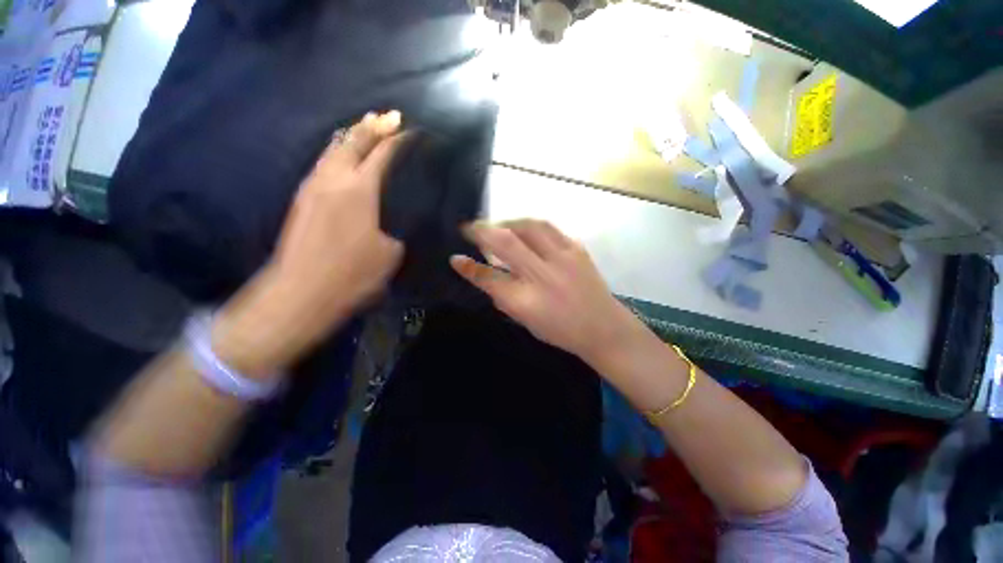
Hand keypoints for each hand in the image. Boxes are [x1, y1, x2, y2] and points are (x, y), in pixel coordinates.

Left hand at [271, 111, 406, 313]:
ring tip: (367, 127)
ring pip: (333, 148)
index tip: (411, 131)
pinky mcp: (302, 198)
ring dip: (352, 135)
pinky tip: (344, 156)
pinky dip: (338, 151)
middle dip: (373, 125)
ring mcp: (312, 187)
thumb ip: (395, 226)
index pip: (382, 154)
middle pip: (353, 141)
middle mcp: (333, 179)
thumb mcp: (391, 252)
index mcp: (359, 190)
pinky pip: (323, 163)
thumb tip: (395, 214)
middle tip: (390, 116)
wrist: (302, 292)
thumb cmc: (352, 274)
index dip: (398, 140)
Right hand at [451, 219, 636, 363]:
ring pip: (528, 227)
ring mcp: (562, 258)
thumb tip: (485, 275)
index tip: (455, 258)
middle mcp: (542, 275)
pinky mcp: (576, 249)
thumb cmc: (561, 330)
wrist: (603, 328)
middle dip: (482, 231)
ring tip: (498, 226)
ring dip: (507, 223)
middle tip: (469, 227)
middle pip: (506, 243)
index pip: (489, 279)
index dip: (469, 268)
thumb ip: (503, 297)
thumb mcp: (526, 321)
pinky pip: (548, 228)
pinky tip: (524, 230)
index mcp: (527, 301)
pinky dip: (530, 226)